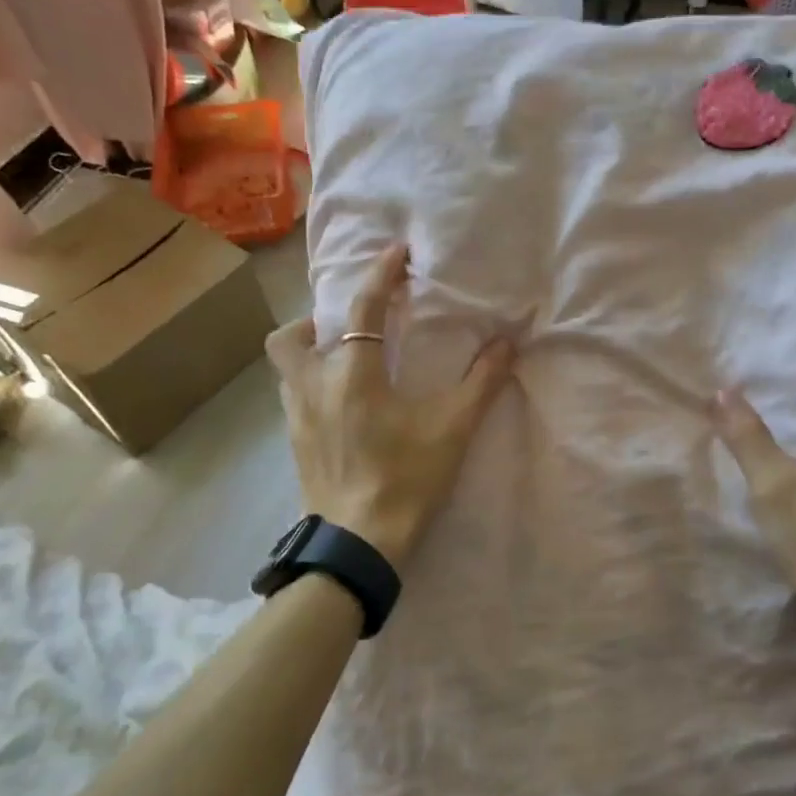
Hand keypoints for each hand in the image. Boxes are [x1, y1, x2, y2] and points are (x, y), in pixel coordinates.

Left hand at [267, 244, 514, 565]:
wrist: (358, 544)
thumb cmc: (406, 479)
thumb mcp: (452, 429)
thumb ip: (482, 382)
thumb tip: (508, 343)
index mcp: (352, 373)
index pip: (364, 308)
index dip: (382, 274)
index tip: (398, 251)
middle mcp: (313, 385)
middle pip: (293, 335)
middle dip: (318, 318)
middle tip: (354, 327)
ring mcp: (296, 416)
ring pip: (286, 366)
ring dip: (311, 351)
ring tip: (347, 363)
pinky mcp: (294, 443)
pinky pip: (293, 395)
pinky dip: (313, 384)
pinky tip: (342, 406)